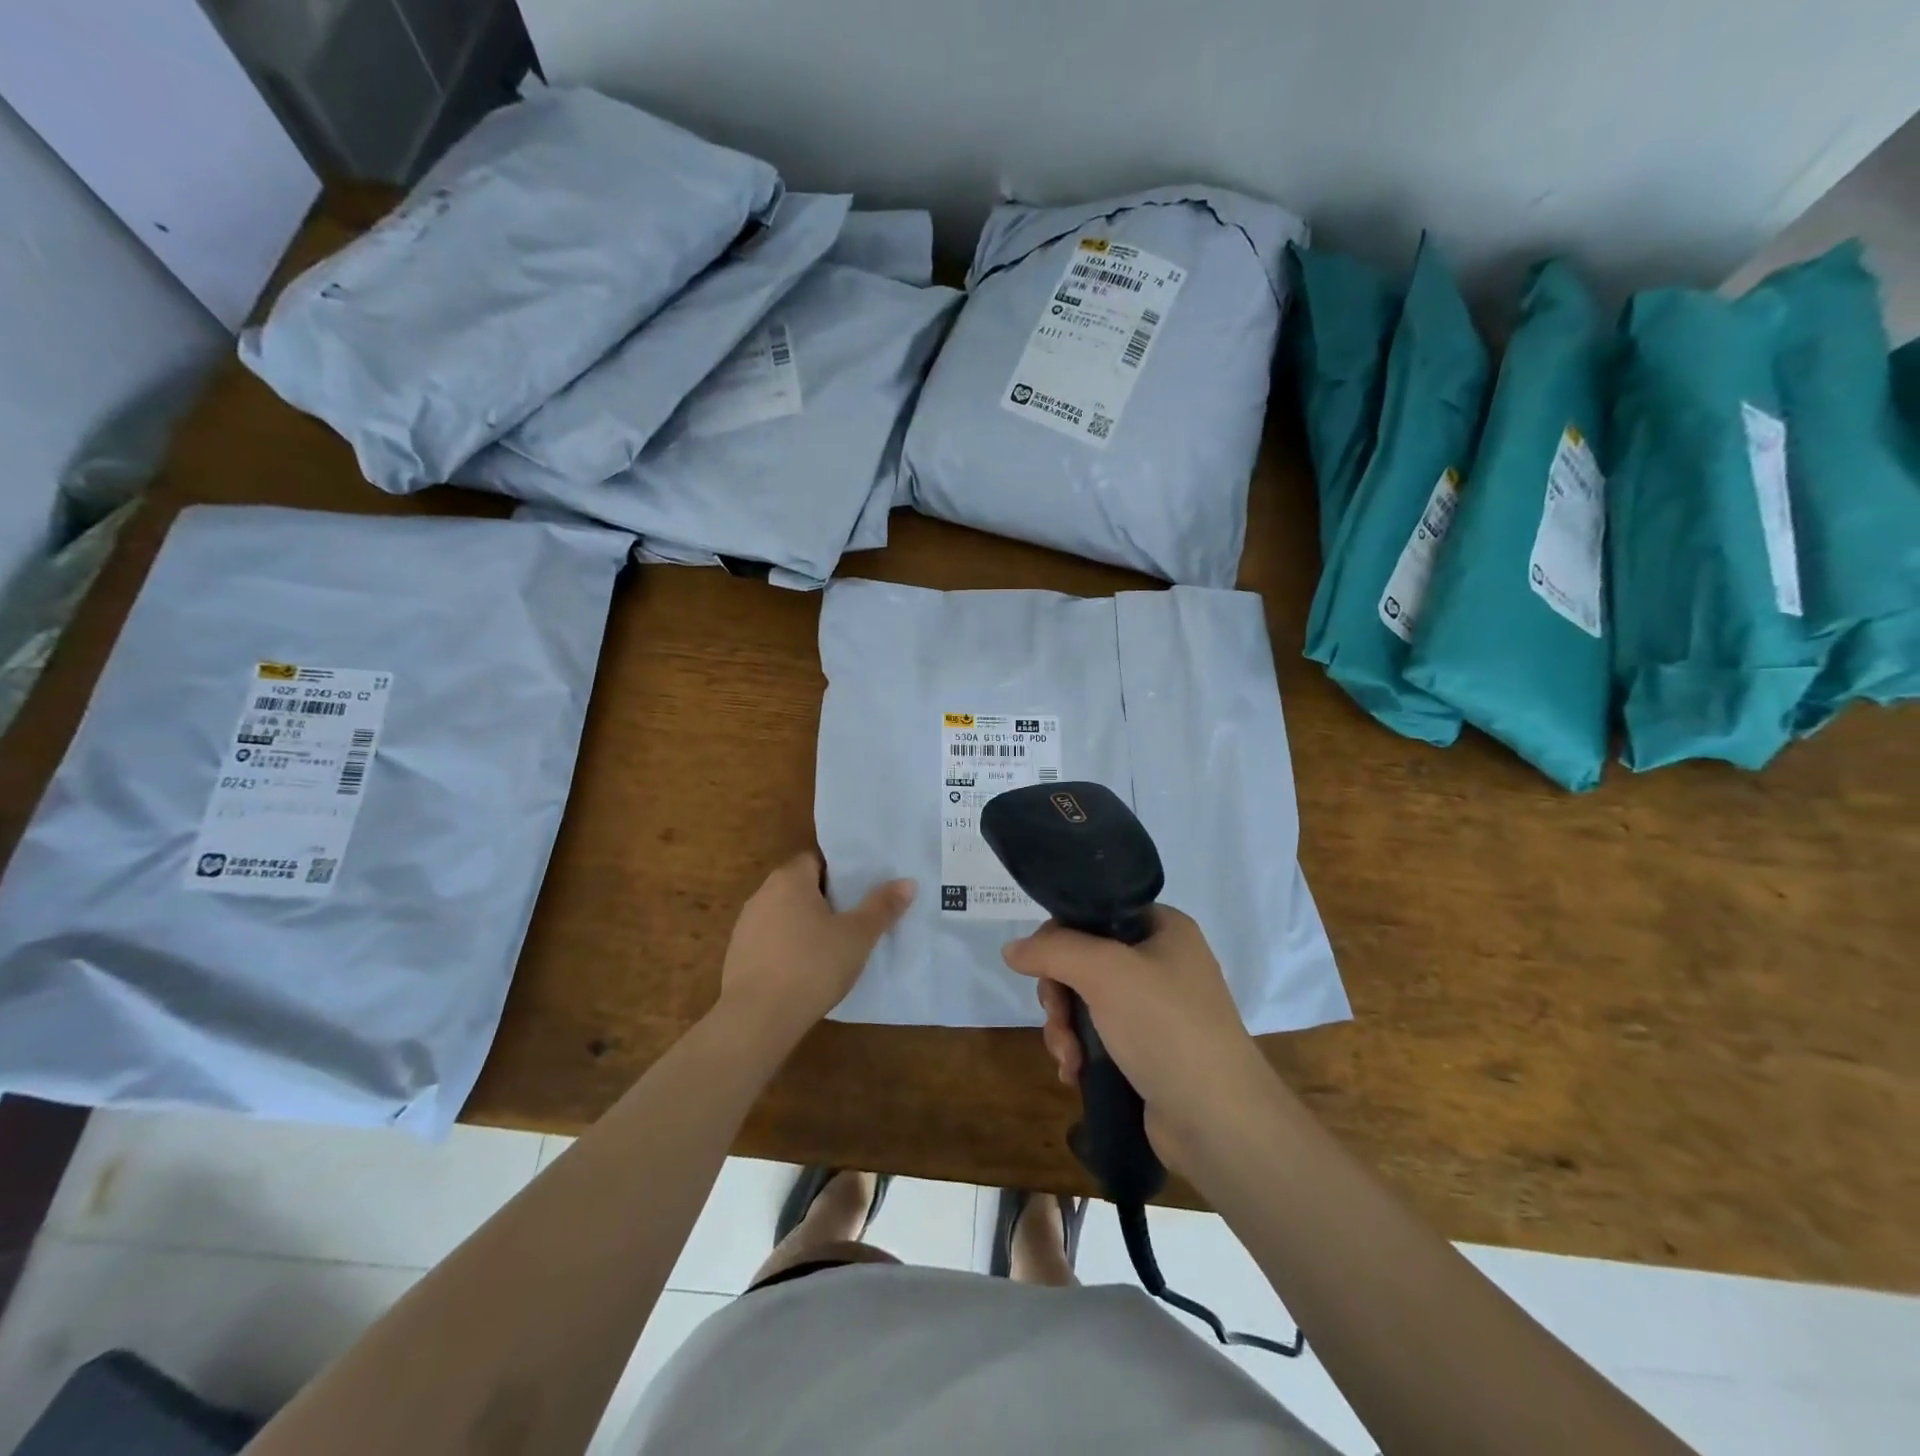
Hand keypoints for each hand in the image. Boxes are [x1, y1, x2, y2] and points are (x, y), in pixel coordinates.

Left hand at [716, 852, 913, 1040]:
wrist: (757, 1018)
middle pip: (800, 886)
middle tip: (855, 916)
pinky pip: (771, 941)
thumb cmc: (812, 965)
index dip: (840, 872)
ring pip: (785, 915)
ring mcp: (746, 926)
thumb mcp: (858, 936)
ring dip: (806, 925)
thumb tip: (907, 881)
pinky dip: (789, 948)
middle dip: (826, 899)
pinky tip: (807, 970)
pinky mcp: (738, 956)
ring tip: (834, 945)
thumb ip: (882, 907)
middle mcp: (763, 894)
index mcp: (790, 879)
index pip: (816, 860)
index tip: (861, 889)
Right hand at [1002, 906, 1278, 1172]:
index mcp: (1163, 928)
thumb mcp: (1105, 972)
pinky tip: (1074, 1074)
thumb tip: (1011, 949)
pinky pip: (1099, 1035)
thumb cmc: (1166, 1028)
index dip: (1059, 937)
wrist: (1219, 1121)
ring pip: (1085, 1001)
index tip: (1041, 968)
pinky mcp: (1149, 1049)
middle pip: (1083, 960)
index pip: (1094, 914)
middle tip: (1056, 1020)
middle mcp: (1161, 961)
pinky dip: (1080, 1051)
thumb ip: (1053, 951)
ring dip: (1065, 1028)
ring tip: (1068, 1059)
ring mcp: (1156, 1008)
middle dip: (1059, 995)